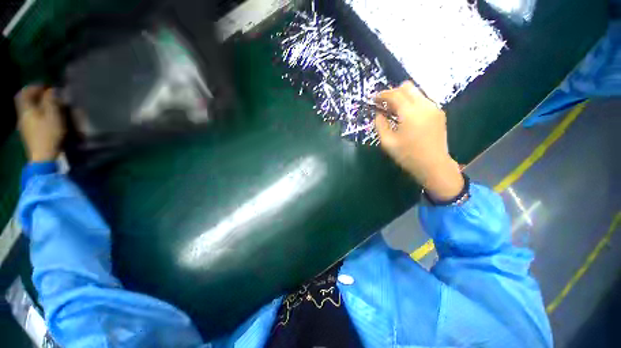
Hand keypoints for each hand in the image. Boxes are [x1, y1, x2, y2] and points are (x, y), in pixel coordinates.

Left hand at [15, 85, 65, 161]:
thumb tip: (51, 90)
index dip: (34, 87)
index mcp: (26, 109)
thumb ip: (51, 101)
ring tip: (51, 107)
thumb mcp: (53, 116)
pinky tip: (48, 118)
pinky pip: (32, 119)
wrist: (43, 157)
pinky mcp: (29, 134)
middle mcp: (22, 115)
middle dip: (37, 96)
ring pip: (30, 110)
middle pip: (26, 101)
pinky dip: (39, 115)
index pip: (25, 92)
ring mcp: (25, 126)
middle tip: (50, 96)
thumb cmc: (49, 134)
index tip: (46, 86)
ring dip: (39, 106)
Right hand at [375, 81, 463, 201]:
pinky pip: (423, 100)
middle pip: (407, 87)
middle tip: (384, 104)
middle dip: (393, 92)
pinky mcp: (439, 113)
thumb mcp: (387, 142)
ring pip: (416, 92)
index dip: (382, 95)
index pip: (395, 94)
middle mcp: (424, 105)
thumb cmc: (407, 155)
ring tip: (394, 111)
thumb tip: (378, 114)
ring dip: (403, 97)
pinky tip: (406, 116)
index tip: (374, 99)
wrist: (434, 165)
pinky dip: (412, 103)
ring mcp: (434, 108)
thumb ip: (380, 125)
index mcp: (410, 113)